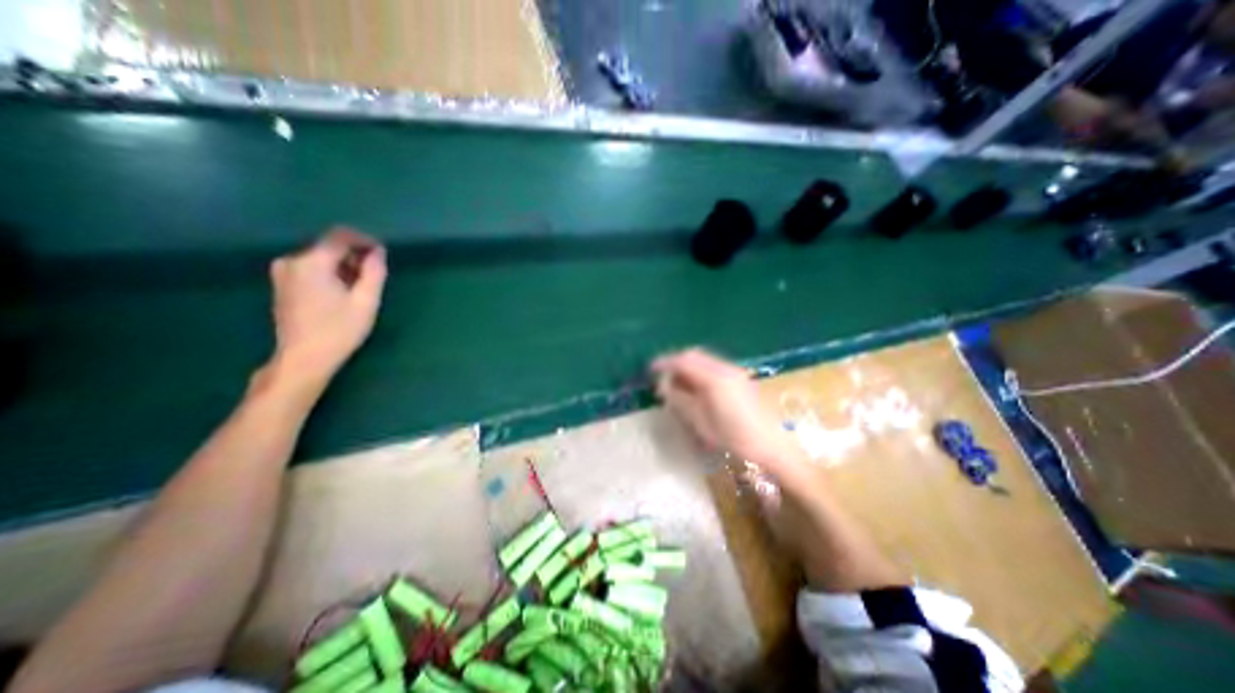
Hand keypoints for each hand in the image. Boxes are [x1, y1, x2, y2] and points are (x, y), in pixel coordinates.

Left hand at [266, 228, 385, 389]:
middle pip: (329, 247)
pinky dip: (331, 274)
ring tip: (361, 287)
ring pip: (321, 259)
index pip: (340, 237)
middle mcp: (292, 261)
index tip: (382, 253)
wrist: (303, 359)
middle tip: (375, 275)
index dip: (364, 240)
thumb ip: (374, 272)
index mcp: (311, 262)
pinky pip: (311, 269)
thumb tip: (378, 252)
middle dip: (354, 255)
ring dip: (344, 266)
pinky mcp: (282, 285)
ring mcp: (283, 273)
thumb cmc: (339, 330)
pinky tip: (343, 293)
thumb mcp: (366, 301)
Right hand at [649, 348, 795, 466]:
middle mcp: (724, 368)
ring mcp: (734, 371)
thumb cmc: (734, 437)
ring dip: (687, 365)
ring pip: (704, 359)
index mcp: (714, 378)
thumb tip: (664, 386)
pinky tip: (695, 385)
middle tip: (661, 375)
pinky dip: (699, 370)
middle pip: (694, 355)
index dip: (664, 363)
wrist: (771, 444)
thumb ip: (680, 399)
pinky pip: (713, 365)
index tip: (650, 369)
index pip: (683, 361)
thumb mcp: (700, 421)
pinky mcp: (739, 377)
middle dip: (675, 361)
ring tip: (675, 381)